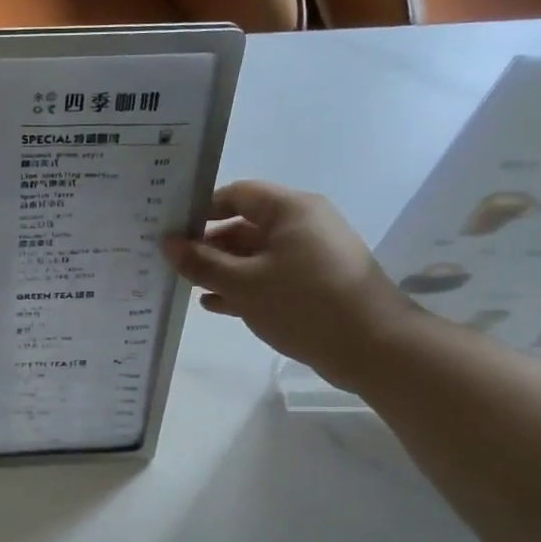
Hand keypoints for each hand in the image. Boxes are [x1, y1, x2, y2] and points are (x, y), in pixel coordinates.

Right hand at [163, 181, 411, 391]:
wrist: (373, 346)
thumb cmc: (303, 303)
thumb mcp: (243, 283)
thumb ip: (202, 263)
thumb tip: (167, 243)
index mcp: (290, 209)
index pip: (236, 194)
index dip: (201, 210)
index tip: (170, 232)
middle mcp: (302, 225)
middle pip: (244, 226)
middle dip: (208, 245)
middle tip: (172, 265)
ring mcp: (311, 256)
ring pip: (255, 256)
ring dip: (222, 270)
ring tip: (187, 287)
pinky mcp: (315, 285)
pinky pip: (270, 277)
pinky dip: (243, 287)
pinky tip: (214, 305)